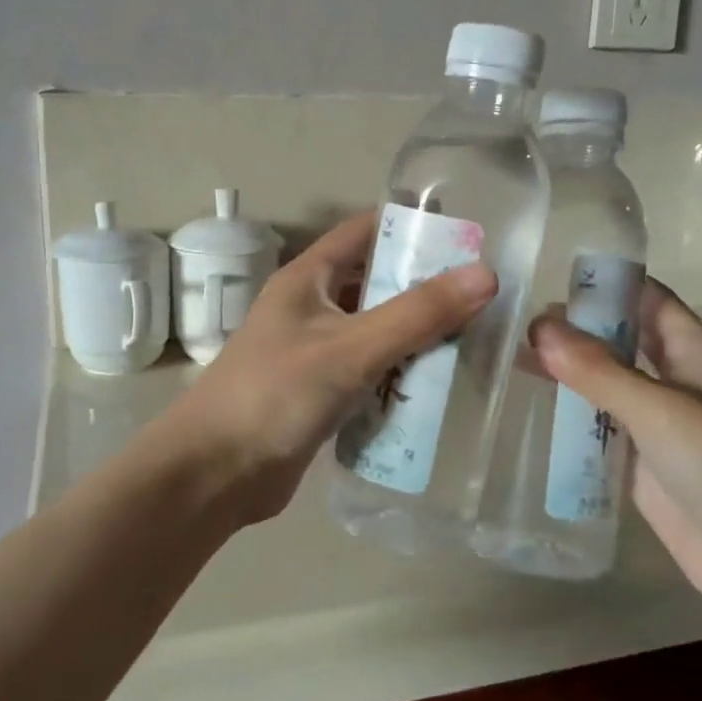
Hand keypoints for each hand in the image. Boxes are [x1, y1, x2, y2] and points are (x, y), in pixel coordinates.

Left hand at [157, 210, 497, 526]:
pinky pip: (370, 375)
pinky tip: (439, 390)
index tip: (467, 236)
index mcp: (308, 279)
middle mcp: (310, 309)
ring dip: (417, 339)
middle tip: (485, 300)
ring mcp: (314, 354)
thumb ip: (417, 314)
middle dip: (425, 291)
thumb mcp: (350, 348)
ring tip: (475, 343)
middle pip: (376, 285)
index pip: (364, 232)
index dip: (412, 228)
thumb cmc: (276, 394)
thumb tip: (485, 274)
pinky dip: (400, 378)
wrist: (215, 473)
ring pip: (376, 333)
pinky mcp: (320, 395)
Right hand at [531, 279, 701, 611]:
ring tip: (510, 358)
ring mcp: (657, 425)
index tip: (548, 275)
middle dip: (575, 328)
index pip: (647, 298)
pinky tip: (531, 410)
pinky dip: (569, 417)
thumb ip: (599, 370)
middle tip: (515, 321)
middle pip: (620, 340)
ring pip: (605, 385)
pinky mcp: (641, 465)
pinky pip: (599, 430)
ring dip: (567, 372)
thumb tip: (538, 325)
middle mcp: (675, 381)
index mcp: (694, 352)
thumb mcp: (661, 409)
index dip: (606, 283)